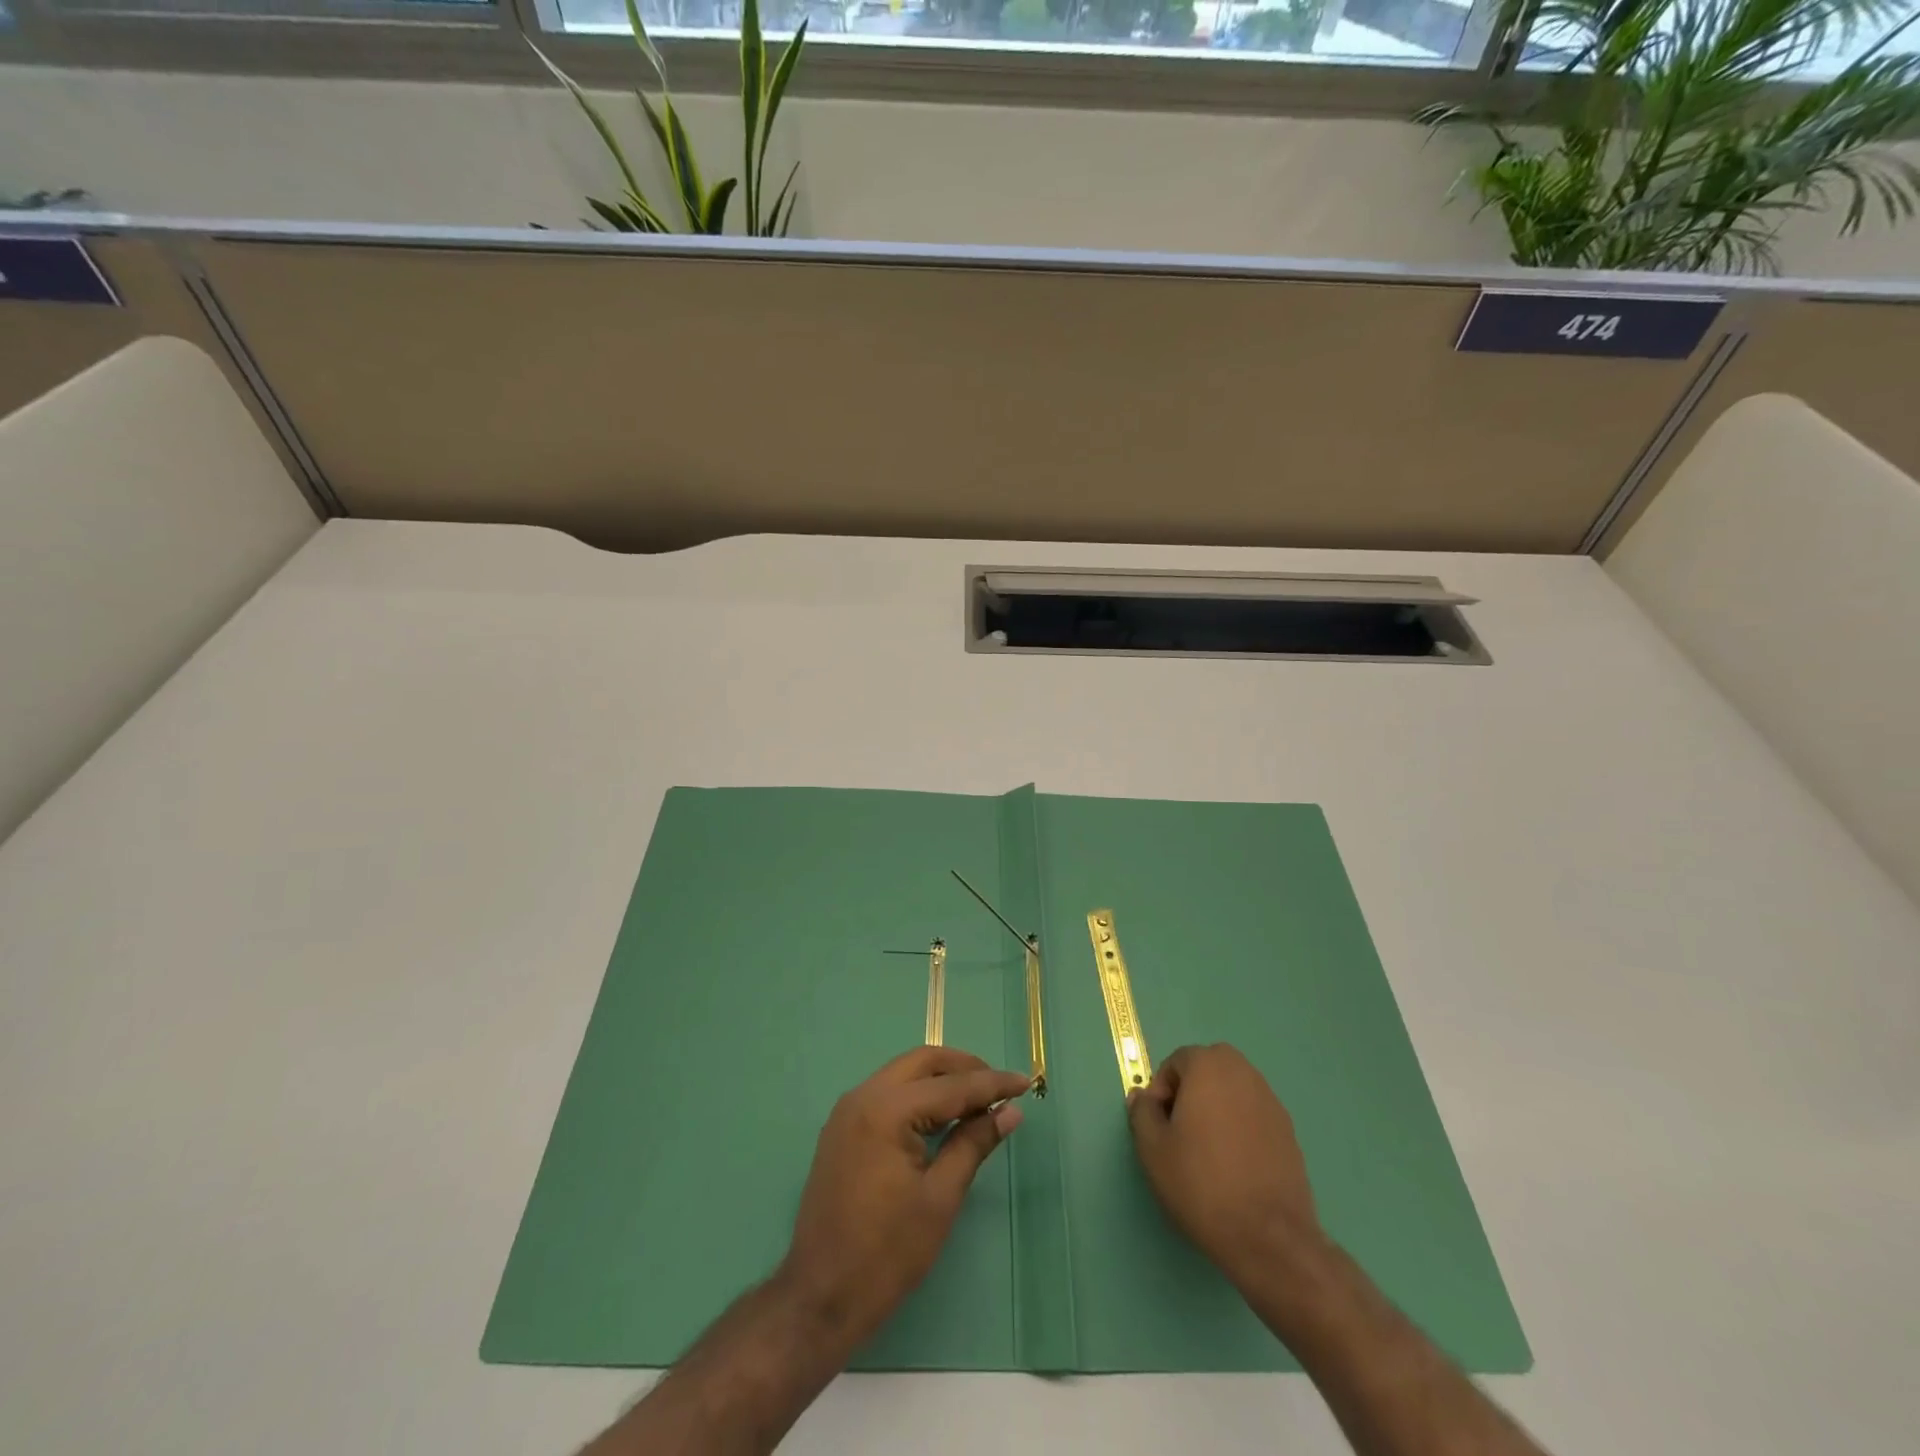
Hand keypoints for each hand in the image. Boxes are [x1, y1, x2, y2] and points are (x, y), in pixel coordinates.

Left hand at [778, 1046, 1028, 1347]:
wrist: (819, 1297)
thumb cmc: (886, 1253)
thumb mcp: (940, 1199)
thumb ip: (973, 1144)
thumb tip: (1010, 1112)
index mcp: (886, 1110)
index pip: (951, 1086)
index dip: (992, 1084)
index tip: (1025, 1082)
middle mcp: (863, 1096)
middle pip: (923, 1063)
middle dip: (965, 1069)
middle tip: (1000, 1088)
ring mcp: (847, 1111)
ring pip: (904, 1074)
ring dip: (941, 1080)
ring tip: (978, 1101)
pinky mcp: (842, 1128)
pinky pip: (887, 1093)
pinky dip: (918, 1095)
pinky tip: (942, 1116)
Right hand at [1127, 1043, 1323, 1292]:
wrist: (1268, 1237)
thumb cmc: (1201, 1183)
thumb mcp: (1152, 1148)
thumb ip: (1142, 1112)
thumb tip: (1143, 1096)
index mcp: (1209, 1067)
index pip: (1177, 1061)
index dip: (1161, 1090)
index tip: (1158, 1125)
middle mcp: (1244, 1073)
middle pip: (1208, 1069)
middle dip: (1190, 1092)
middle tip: (1179, 1131)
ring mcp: (1271, 1102)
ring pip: (1233, 1091)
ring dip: (1216, 1107)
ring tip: (1206, 1150)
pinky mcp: (1288, 1132)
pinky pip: (1253, 1115)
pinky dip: (1239, 1127)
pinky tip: (1234, 1165)